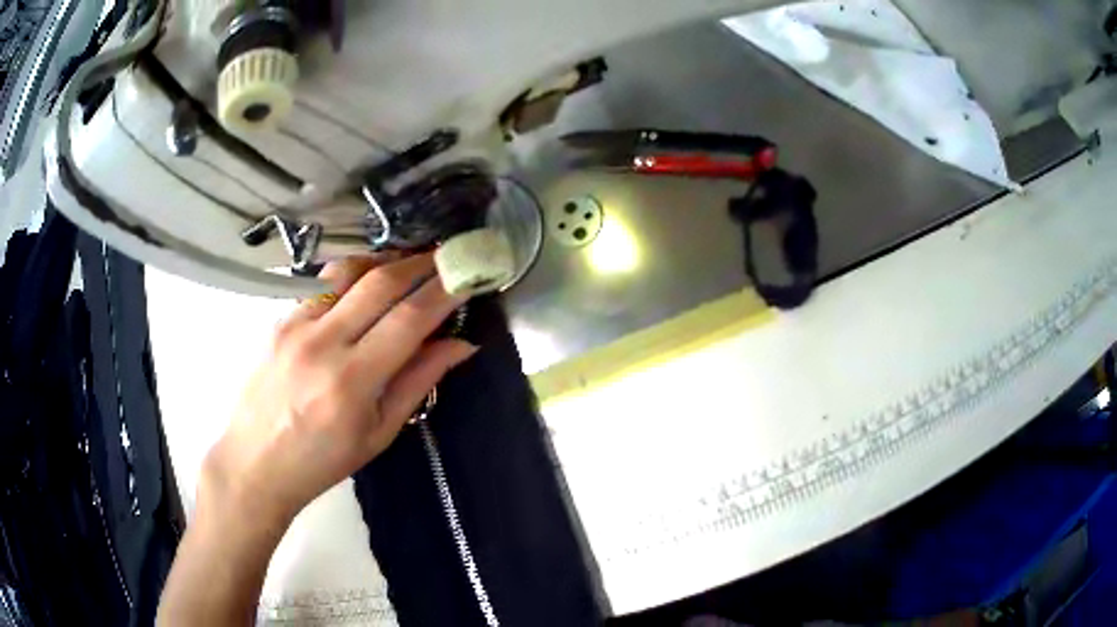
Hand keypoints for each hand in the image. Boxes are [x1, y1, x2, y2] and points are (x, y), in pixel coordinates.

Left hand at [202, 254, 476, 526]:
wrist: (255, 462)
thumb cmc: (321, 461)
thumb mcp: (379, 433)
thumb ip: (418, 381)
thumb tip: (461, 344)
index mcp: (351, 381)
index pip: (409, 318)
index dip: (446, 291)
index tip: (470, 274)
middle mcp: (322, 343)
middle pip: (380, 282)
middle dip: (421, 263)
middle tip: (448, 258)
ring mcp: (295, 325)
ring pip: (348, 272)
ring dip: (386, 261)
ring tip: (411, 263)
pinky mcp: (280, 319)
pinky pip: (324, 285)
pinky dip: (354, 275)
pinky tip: (368, 284)